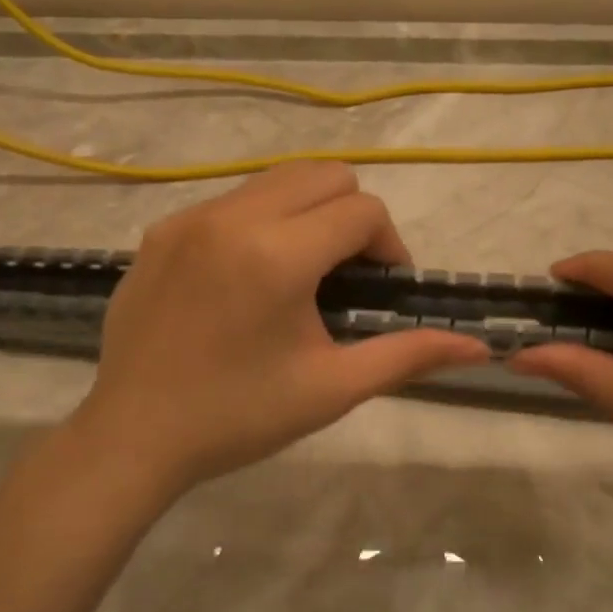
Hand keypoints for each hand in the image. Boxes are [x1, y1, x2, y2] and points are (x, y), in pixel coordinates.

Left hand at [62, 163, 488, 497]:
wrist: (133, 437)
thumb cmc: (238, 417)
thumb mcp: (331, 388)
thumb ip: (407, 355)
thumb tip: (479, 348)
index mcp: (276, 254)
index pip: (362, 210)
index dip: (389, 247)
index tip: (382, 291)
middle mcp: (232, 217)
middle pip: (325, 174)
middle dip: (352, 216)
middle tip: (345, 276)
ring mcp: (190, 218)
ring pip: (277, 179)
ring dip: (307, 212)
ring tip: (300, 273)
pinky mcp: (161, 229)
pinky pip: (232, 200)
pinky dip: (260, 221)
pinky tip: (247, 278)